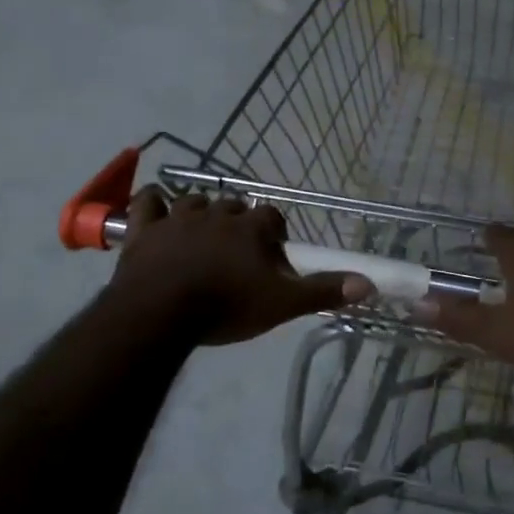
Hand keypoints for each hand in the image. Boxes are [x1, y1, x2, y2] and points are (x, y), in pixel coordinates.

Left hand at [107, 189, 371, 344]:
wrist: (161, 314)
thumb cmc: (226, 307)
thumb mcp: (281, 304)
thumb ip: (322, 291)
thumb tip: (368, 284)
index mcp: (250, 228)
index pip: (272, 216)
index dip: (274, 232)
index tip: (272, 253)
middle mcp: (217, 213)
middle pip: (234, 207)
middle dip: (238, 223)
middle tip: (237, 252)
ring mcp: (178, 217)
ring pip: (194, 200)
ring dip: (200, 212)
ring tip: (201, 236)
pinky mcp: (145, 228)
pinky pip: (148, 201)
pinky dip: (154, 203)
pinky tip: (158, 211)